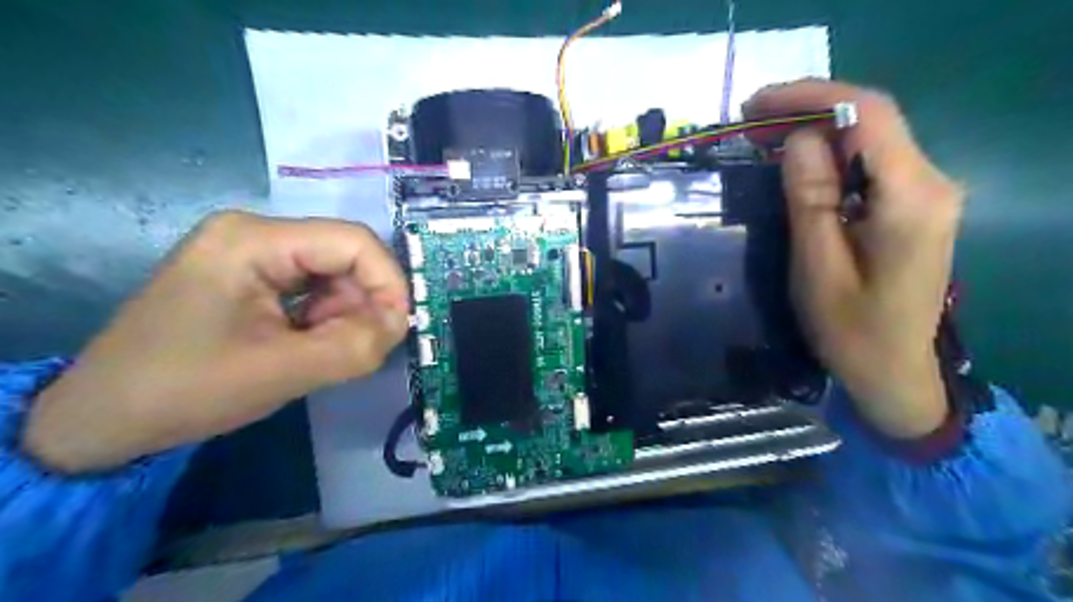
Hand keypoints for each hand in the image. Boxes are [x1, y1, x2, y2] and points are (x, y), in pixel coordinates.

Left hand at [26, 212, 412, 474]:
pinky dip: (325, 321)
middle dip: (361, 305)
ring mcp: (252, 255)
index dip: (389, 281)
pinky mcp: (251, 279)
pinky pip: (313, 291)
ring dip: (343, 317)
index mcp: (254, 240)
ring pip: (334, 276)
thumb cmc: (185, 389)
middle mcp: (256, 234)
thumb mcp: (282, 371)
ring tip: (321, 355)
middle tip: (357, 350)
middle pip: (344, 258)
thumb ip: (355, 345)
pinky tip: (306, 348)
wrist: (102, 420)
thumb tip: (401, 323)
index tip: (399, 328)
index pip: (353, 241)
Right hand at [748, 80, 965, 437]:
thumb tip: (796, 138)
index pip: (868, 114)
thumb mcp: (817, 266)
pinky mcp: (912, 206)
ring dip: (815, 130)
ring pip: (868, 138)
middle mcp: (931, 183)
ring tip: (761, 138)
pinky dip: (829, 154)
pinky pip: (869, 163)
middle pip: (871, 118)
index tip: (755, 106)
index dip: (809, 96)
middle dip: (807, 109)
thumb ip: (810, 198)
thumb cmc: (850, 330)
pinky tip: (795, 164)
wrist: (893, 372)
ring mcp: (926, 193)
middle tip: (749, 122)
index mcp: (911, 197)